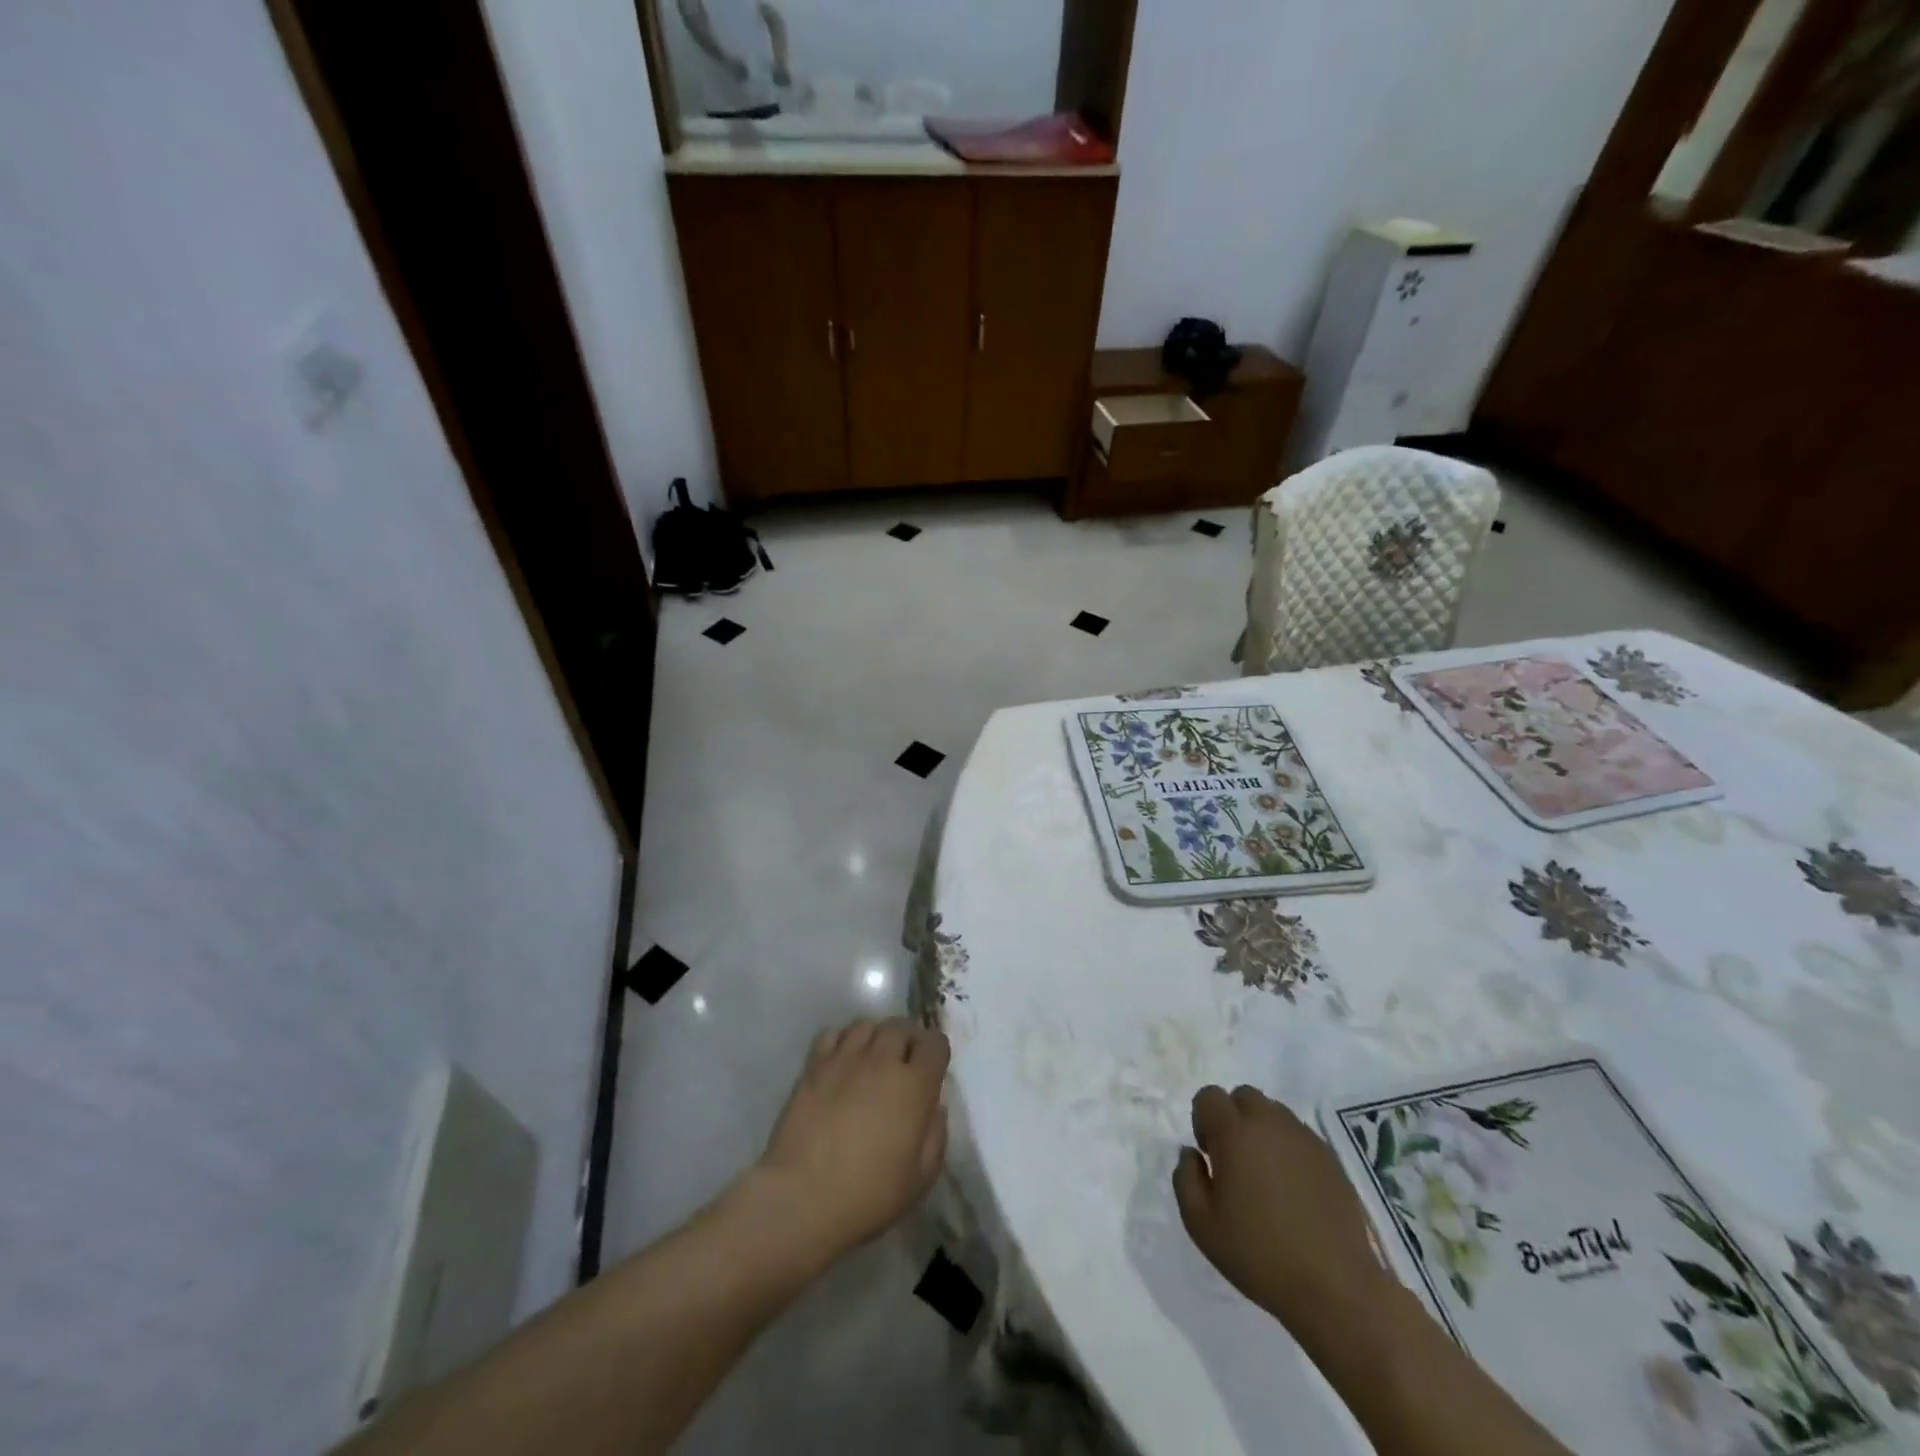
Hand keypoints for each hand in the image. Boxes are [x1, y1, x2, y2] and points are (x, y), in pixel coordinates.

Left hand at [753, 1018, 950, 1265]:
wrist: (803, 1197)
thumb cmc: (869, 1194)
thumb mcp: (921, 1177)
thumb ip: (936, 1133)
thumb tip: (934, 1104)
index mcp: (914, 1085)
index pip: (935, 1043)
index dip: (936, 1051)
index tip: (932, 1067)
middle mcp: (882, 1060)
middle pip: (901, 1026)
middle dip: (908, 1038)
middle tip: (904, 1061)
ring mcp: (845, 1059)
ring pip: (866, 1024)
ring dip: (876, 1036)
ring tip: (873, 1056)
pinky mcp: (814, 1066)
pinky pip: (833, 1034)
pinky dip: (843, 1040)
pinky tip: (843, 1060)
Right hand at [1173, 1086, 1389, 1346]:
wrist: (1335, 1288)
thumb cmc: (1259, 1255)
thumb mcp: (1201, 1225)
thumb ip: (1185, 1178)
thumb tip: (1190, 1153)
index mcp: (1234, 1133)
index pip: (1209, 1096)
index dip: (1203, 1120)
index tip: (1210, 1156)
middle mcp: (1269, 1123)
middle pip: (1243, 1096)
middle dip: (1233, 1118)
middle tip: (1235, 1161)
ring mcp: (1304, 1138)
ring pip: (1273, 1112)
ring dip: (1262, 1131)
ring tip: (1266, 1176)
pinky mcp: (1330, 1157)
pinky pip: (1299, 1135)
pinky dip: (1289, 1149)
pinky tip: (1293, 1190)